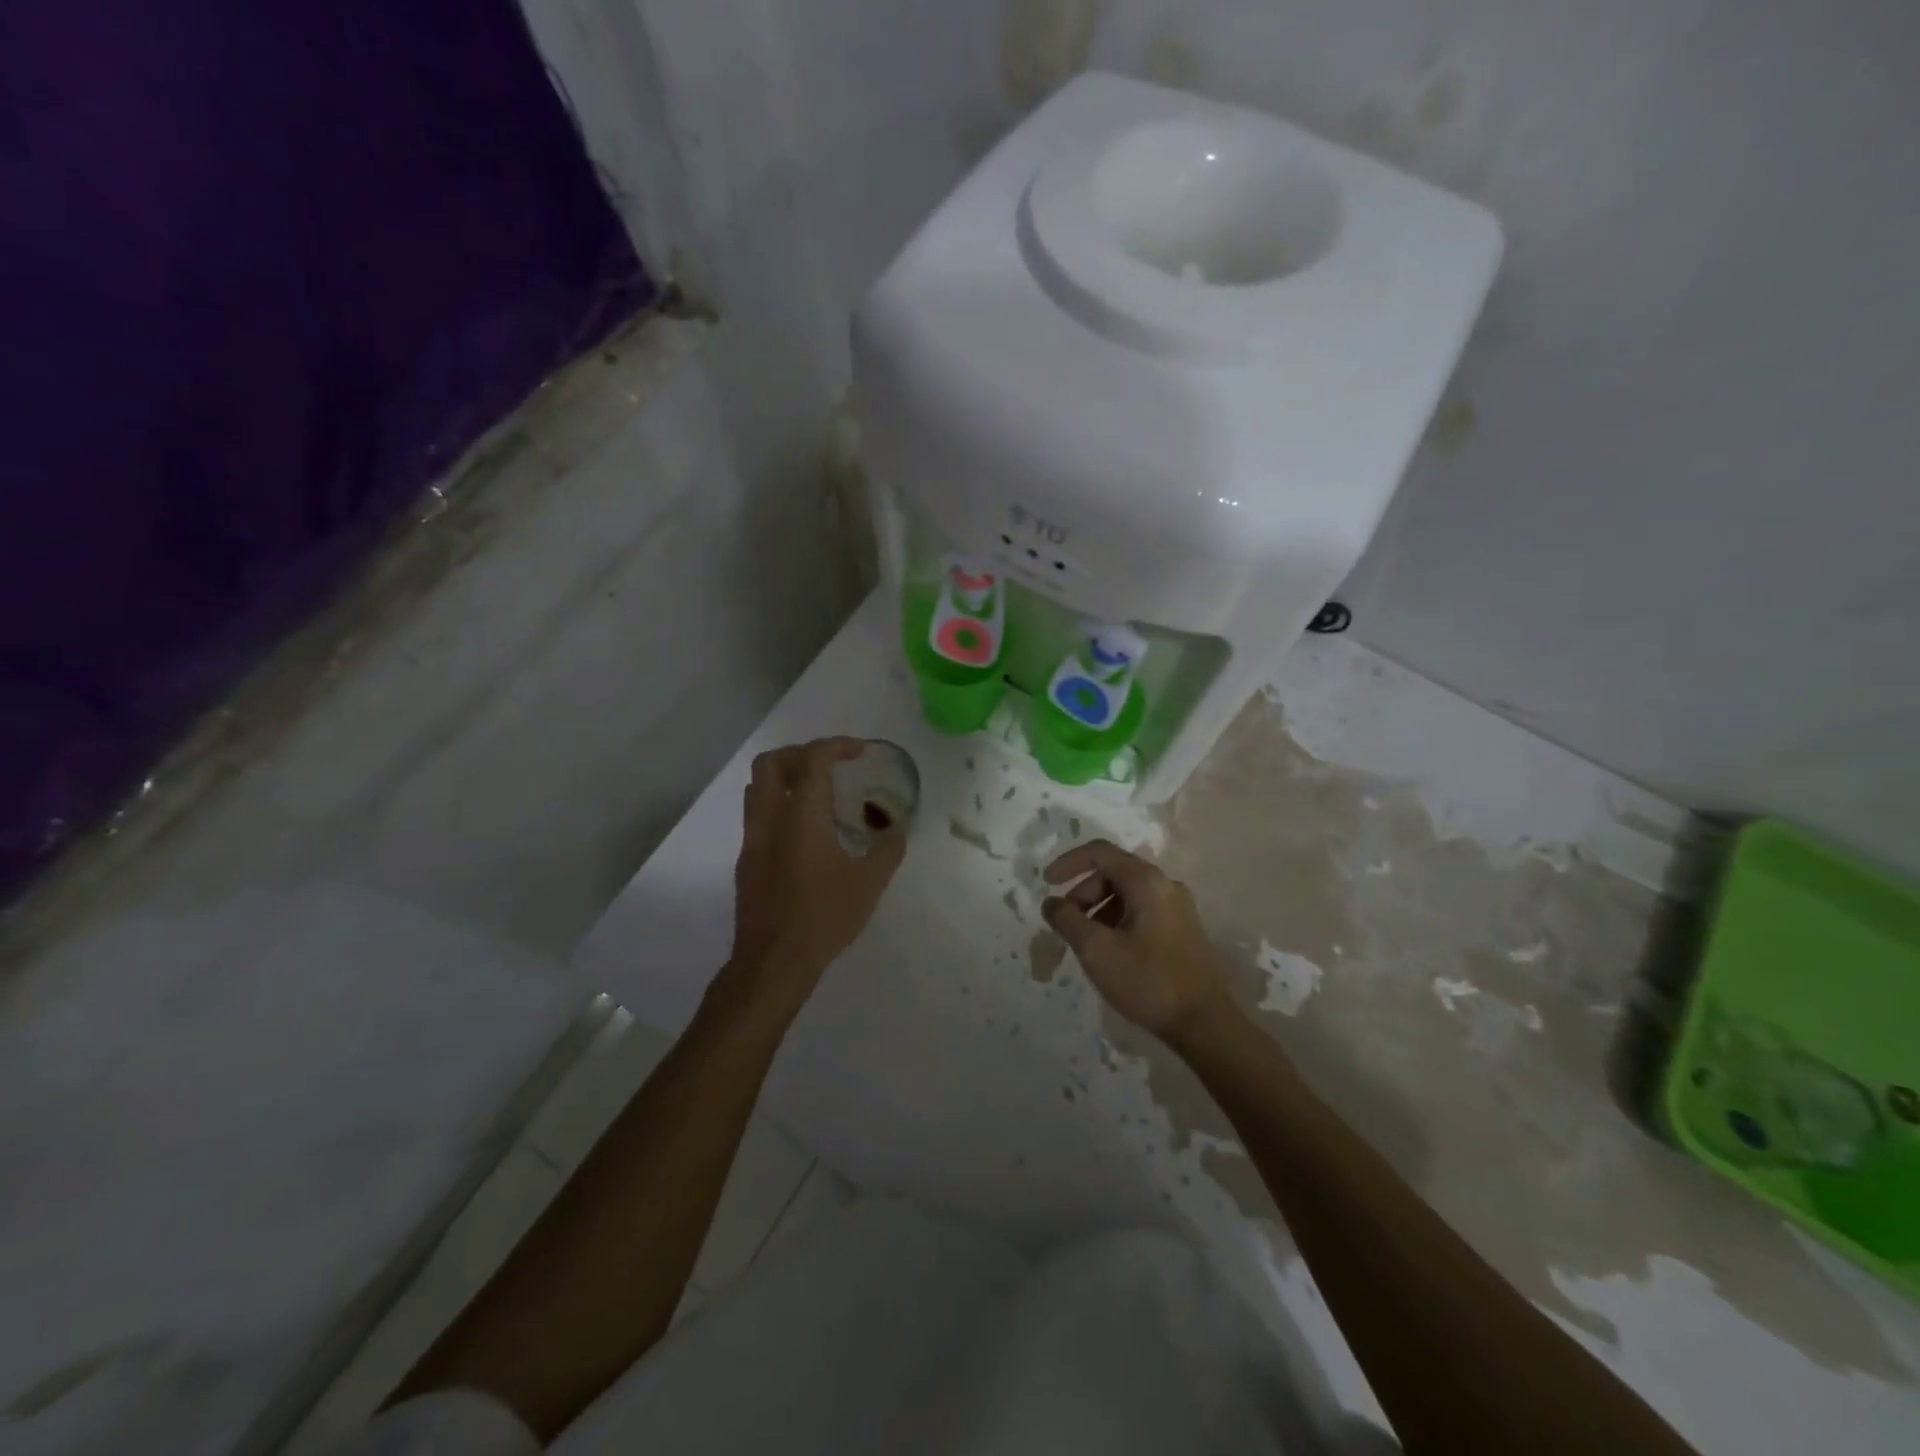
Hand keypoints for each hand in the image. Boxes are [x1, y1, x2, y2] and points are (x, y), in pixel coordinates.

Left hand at [725, 739, 906, 1019]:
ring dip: (785, 777)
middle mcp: (770, 819)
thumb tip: (898, 831)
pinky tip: (804, 831)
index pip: (813, 760)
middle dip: (801, 753)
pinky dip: (779, 805)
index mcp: (801, 817)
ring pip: (757, 788)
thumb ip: (887, 850)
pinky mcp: (746, 861)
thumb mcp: (869, 884)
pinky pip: (757, 815)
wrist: (773, 962)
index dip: (837, 746)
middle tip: (830, 765)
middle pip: (771, 763)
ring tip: (816, 792)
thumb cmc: (824, 918)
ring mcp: (752, 840)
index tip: (859, 752)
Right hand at [1041, 840, 1232, 1045]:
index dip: (1068, 863)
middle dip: (1083, 893)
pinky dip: (1118, 920)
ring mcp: (1178, 907)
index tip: (1046, 884)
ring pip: (1127, 894)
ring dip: (1099, 910)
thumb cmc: (1147, 981)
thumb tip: (1051, 903)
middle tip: (1067, 924)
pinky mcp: (1183, 929)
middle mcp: (1166, 885)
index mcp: (1147, 881)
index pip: (1100, 853)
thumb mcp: (1096, 950)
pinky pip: (1142, 910)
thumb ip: (1067, 920)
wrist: (1205, 1024)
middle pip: (1113, 873)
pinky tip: (1111, 952)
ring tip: (1086, 943)